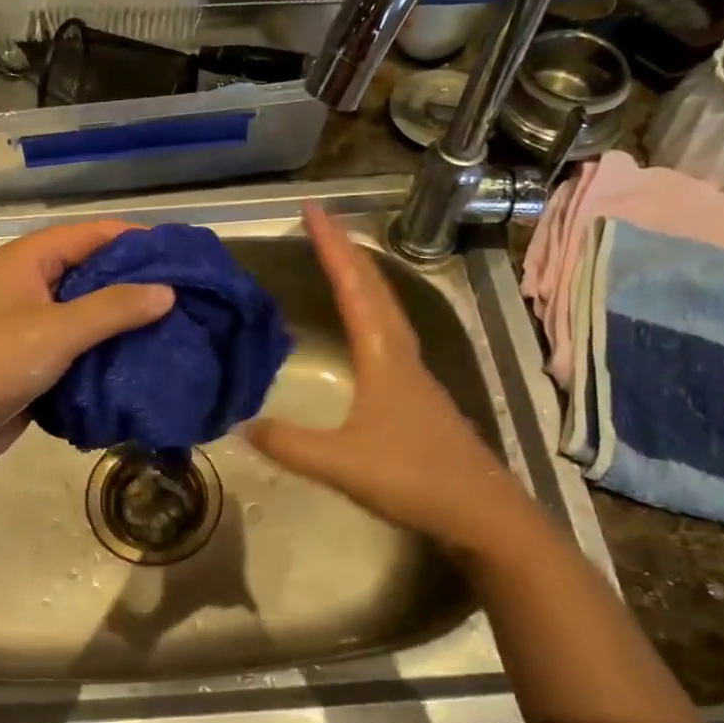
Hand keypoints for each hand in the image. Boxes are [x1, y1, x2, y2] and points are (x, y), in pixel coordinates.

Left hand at [0, 219, 173, 474]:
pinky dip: (106, 355)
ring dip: (125, 325)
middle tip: (189, 299)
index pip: (94, 235)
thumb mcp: (54, 331)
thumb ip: (113, 309)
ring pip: (89, 317)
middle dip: (137, 286)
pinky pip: (79, 351)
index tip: (184, 256)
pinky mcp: (34, 363)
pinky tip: (144, 364)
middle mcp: (31, 285)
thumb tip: (168, 291)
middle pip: (94, 274)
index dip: (138, 241)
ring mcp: (31, 326)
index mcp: (29, 260)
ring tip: (178, 332)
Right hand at [244, 204, 524, 548]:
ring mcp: (414, 374)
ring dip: (361, 277)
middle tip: (319, 221)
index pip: (354, 289)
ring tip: (338, 260)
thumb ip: (289, 444)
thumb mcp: (341, 463)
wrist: (483, 512)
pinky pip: (389, 334)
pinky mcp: (417, 396)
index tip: (311, 210)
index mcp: (384, 357)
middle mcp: (402, 354)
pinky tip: (363, 327)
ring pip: (386, 310)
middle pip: (375, 289)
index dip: (331, 247)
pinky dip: (370, 311)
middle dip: (346, 251)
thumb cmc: (414, 478)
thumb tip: (241, 424)